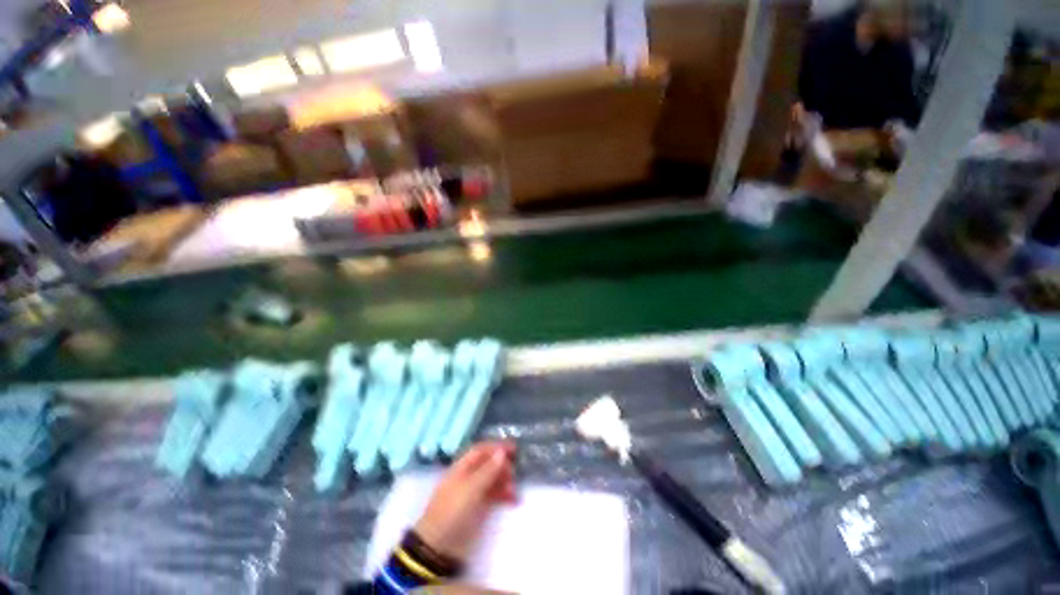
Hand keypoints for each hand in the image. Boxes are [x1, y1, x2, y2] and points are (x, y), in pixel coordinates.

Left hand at [415, 441, 516, 560]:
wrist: (439, 547)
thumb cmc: (452, 511)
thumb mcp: (470, 488)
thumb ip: (487, 470)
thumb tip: (501, 452)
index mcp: (461, 468)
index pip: (480, 450)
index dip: (496, 447)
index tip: (514, 448)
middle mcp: (467, 477)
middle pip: (487, 464)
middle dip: (502, 466)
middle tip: (514, 473)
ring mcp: (472, 493)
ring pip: (492, 480)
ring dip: (504, 481)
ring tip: (514, 490)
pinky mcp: (477, 508)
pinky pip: (493, 495)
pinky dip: (503, 495)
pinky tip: (513, 500)